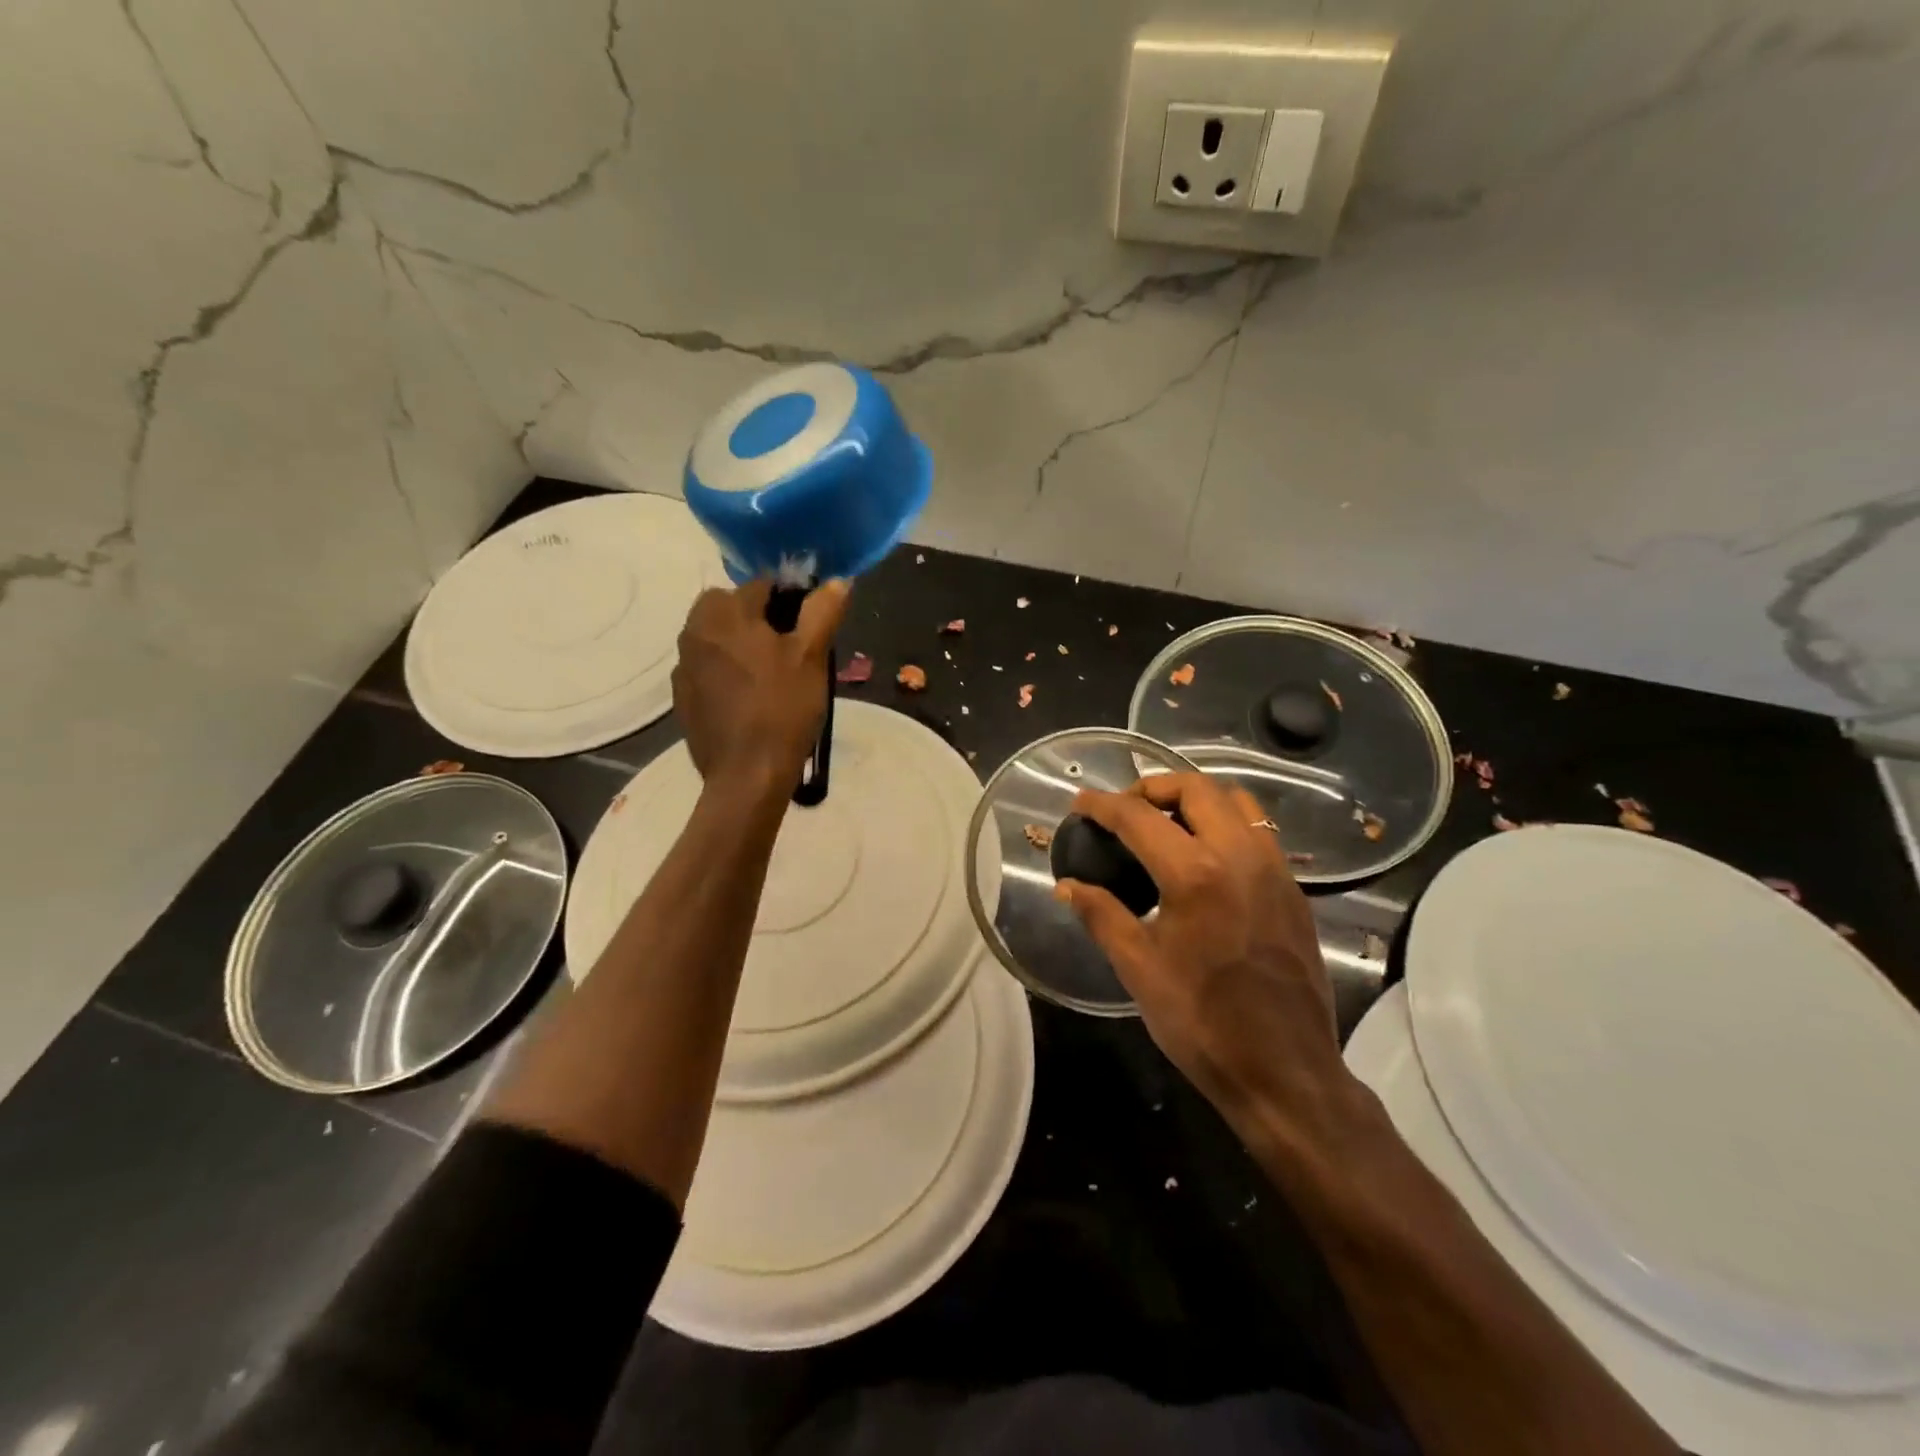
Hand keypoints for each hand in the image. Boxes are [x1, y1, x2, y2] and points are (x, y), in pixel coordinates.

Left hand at [672, 578, 849, 794]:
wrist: (747, 775)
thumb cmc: (783, 708)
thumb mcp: (812, 656)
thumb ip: (823, 611)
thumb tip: (837, 581)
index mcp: (723, 612)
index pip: (761, 585)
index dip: (792, 601)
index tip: (811, 628)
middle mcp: (693, 631)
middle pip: (732, 608)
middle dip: (760, 620)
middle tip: (791, 651)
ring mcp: (683, 667)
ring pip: (718, 639)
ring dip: (741, 645)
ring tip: (772, 677)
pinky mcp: (683, 698)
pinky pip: (708, 670)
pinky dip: (727, 673)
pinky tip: (750, 700)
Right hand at [1056, 772, 1346, 1126]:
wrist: (1285, 1071)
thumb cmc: (1202, 1022)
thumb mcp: (1138, 968)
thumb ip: (1100, 915)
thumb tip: (1066, 885)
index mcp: (1195, 874)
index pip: (1138, 817)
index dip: (1102, 805)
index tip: (1080, 803)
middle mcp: (1240, 856)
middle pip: (1195, 788)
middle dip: (1152, 786)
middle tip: (1124, 808)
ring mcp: (1275, 869)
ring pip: (1236, 801)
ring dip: (1195, 797)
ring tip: (1165, 821)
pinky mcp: (1294, 889)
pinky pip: (1259, 830)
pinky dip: (1226, 821)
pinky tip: (1205, 855)